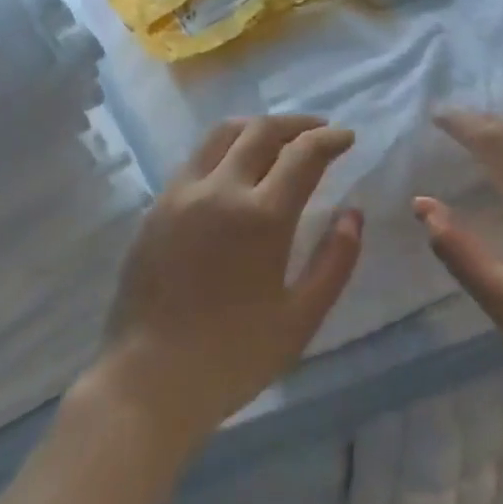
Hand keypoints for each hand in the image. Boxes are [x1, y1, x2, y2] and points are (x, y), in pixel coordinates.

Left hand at [92, 115, 363, 452]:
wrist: (148, 379)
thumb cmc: (233, 357)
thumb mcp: (300, 319)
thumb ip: (335, 261)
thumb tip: (353, 214)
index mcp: (261, 216)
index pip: (303, 154)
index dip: (330, 139)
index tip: (346, 138)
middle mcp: (219, 190)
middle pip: (261, 130)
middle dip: (297, 123)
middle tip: (319, 131)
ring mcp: (182, 193)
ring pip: (222, 134)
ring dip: (257, 127)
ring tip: (279, 139)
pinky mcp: (156, 205)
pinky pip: (196, 158)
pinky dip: (226, 148)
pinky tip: (236, 168)